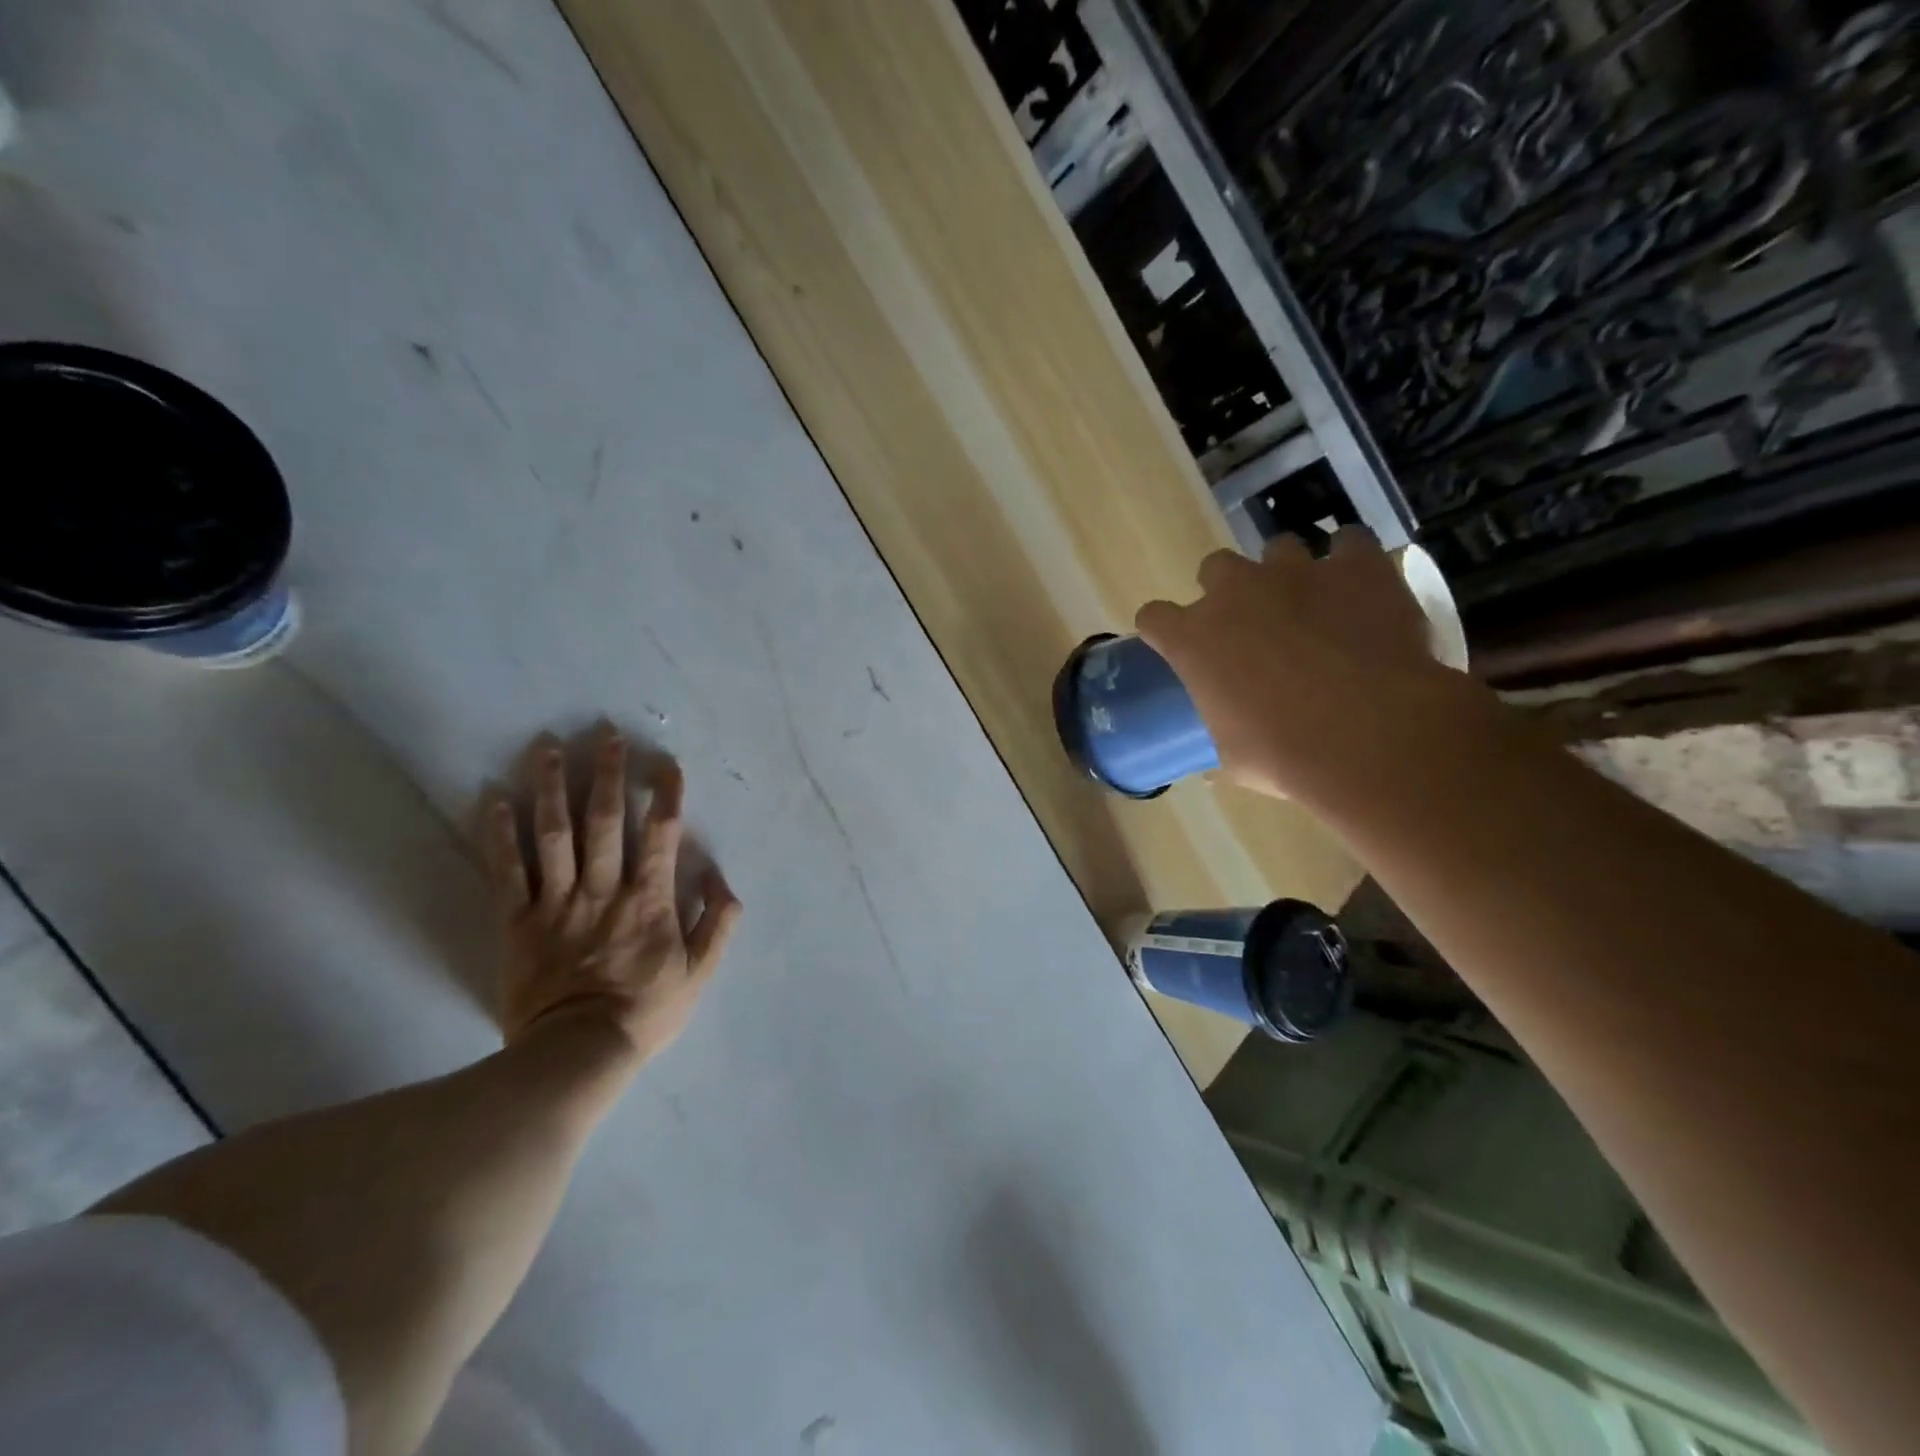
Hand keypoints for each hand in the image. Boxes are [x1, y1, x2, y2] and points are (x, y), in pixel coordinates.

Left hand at [481, 731, 741, 1066]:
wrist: (578, 1054)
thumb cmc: (645, 1011)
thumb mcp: (700, 972)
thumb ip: (717, 923)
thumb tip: (722, 879)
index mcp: (648, 899)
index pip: (660, 835)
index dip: (666, 796)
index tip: (667, 764)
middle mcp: (603, 889)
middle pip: (604, 822)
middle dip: (607, 775)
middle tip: (605, 735)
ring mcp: (557, 902)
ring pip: (553, 835)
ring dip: (551, 788)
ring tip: (546, 747)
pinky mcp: (519, 921)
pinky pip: (507, 871)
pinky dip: (499, 834)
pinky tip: (493, 799)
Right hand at [1136, 530, 1471, 805]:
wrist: (1369, 735)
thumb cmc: (1284, 754)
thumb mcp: (1234, 754)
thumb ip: (1224, 724)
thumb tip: (1232, 734)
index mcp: (1193, 639)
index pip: (1154, 617)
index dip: (1164, 629)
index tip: (1175, 643)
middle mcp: (1235, 593)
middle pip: (1215, 568)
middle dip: (1228, 591)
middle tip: (1251, 624)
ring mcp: (1295, 572)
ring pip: (1279, 549)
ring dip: (1287, 575)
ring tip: (1312, 605)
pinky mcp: (1355, 566)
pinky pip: (1349, 544)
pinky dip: (1352, 563)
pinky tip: (1361, 588)